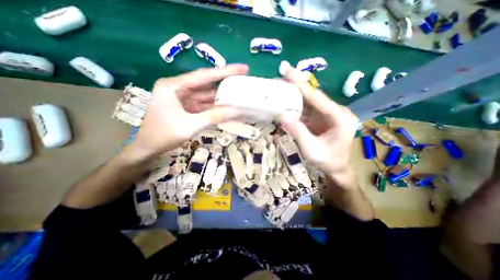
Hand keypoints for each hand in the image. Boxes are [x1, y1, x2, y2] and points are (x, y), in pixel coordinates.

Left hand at [127, 63, 247, 158]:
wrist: (147, 149)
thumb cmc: (163, 135)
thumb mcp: (190, 126)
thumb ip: (214, 117)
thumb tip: (236, 111)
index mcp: (173, 86)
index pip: (203, 76)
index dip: (224, 71)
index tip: (242, 68)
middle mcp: (178, 89)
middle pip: (205, 84)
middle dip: (224, 83)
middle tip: (242, 81)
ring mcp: (182, 99)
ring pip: (205, 96)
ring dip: (220, 97)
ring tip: (237, 95)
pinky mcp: (185, 108)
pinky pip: (203, 105)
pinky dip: (214, 107)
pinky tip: (226, 108)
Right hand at [280, 65, 359, 183]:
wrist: (337, 168)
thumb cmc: (327, 161)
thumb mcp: (311, 150)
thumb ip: (298, 133)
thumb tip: (283, 116)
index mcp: (339, 117)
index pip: (317, 97)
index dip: (301, 84)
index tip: (288, 71)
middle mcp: (337, 111)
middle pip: (314, 95)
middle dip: (297, 85)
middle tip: (282, 74)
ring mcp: (330, 114)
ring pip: (310, 100)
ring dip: (296, 93)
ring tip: (281, 85)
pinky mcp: (323, 118)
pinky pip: (309, 108)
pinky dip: (297, 104)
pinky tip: (287, 100)